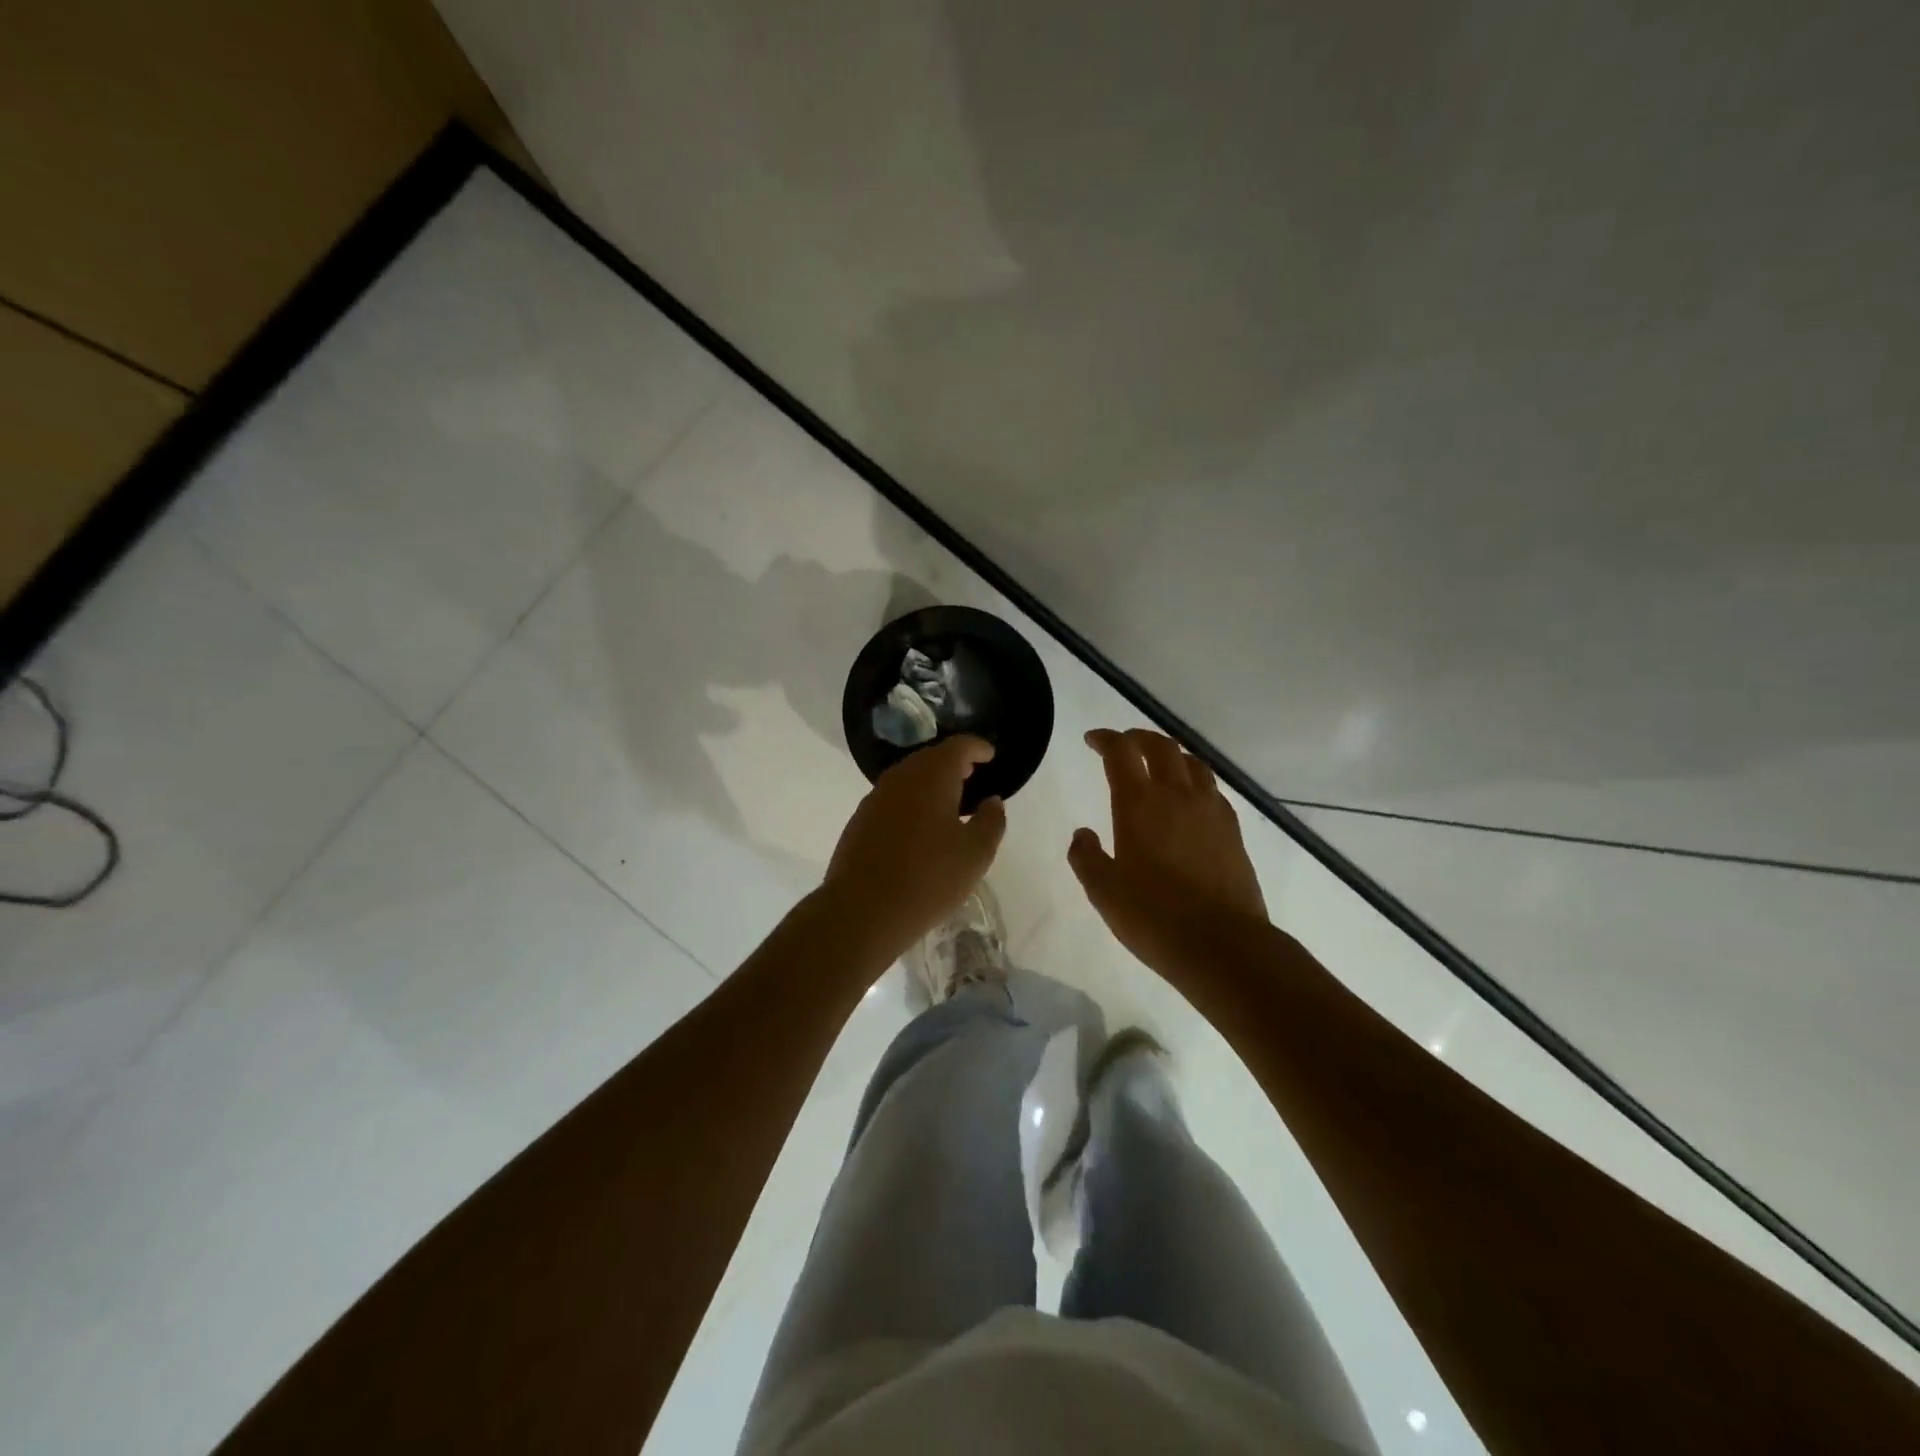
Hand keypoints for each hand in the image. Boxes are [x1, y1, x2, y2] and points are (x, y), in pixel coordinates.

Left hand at [821, 736, 1006, 965]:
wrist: (862, 910)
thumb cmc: (929, 878)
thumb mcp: (975, 854)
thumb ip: (990, 821)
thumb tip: (992, 801)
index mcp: (932, 776)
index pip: (958, 746)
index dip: (977, 747)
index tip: (990, 755)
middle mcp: (901, 778)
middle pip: (930, 758)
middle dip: (953, 762)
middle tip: (972, 775)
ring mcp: (875, 798)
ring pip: (909, 777)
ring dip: (930, 782)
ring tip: (949, 801)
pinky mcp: (860, 820)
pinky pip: (893, 798)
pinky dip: (911, 801)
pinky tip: (919, 826)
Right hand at [1068, 729, 1268, 973]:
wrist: (1222, 944)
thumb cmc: (1153, 917)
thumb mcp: (1103, 891)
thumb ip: (1086, 857)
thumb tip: (1083, 834)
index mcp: (1139, 804)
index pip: (1120, 753)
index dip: (1105, 739)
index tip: (1092, 740)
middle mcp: (1177, 796)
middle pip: (1160, 747)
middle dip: (1138, 738)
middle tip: (1123, 744)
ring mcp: (1210, 811)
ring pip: (1192, 763)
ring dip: (1171, 754)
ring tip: (1159, 764)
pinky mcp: (1233, 831)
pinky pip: (1212, 789)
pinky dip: (1195, 781)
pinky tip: (1190, 800)